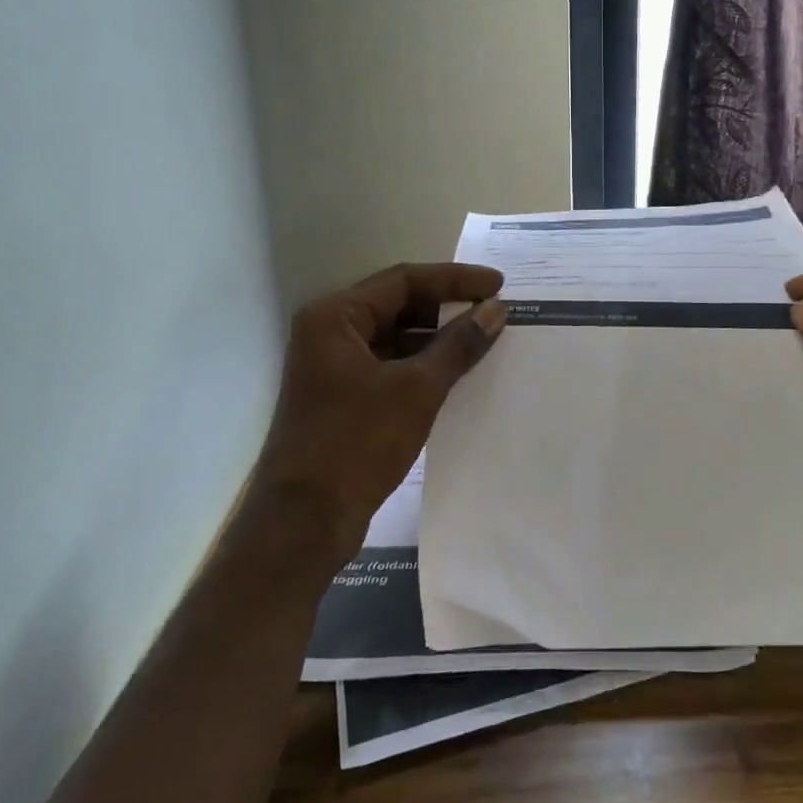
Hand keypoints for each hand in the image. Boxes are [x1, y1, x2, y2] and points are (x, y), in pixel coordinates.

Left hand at [252, 263, 506, 569]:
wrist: (304, 522)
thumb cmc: (357, 443)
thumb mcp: (417, 388)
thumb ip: (459, 344)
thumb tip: (497, 310)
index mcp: (334, 317)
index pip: (404, 280)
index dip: (455, 280)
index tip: (498, 285)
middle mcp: (329, 333)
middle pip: (398, 304)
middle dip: (447, 307)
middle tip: (494, 311)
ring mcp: (334, 366)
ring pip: (396, 336)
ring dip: (437, 337)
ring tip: (484, 340)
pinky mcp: (343, 396)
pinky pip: (390, 364)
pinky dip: (423, 364)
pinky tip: (458, 372)